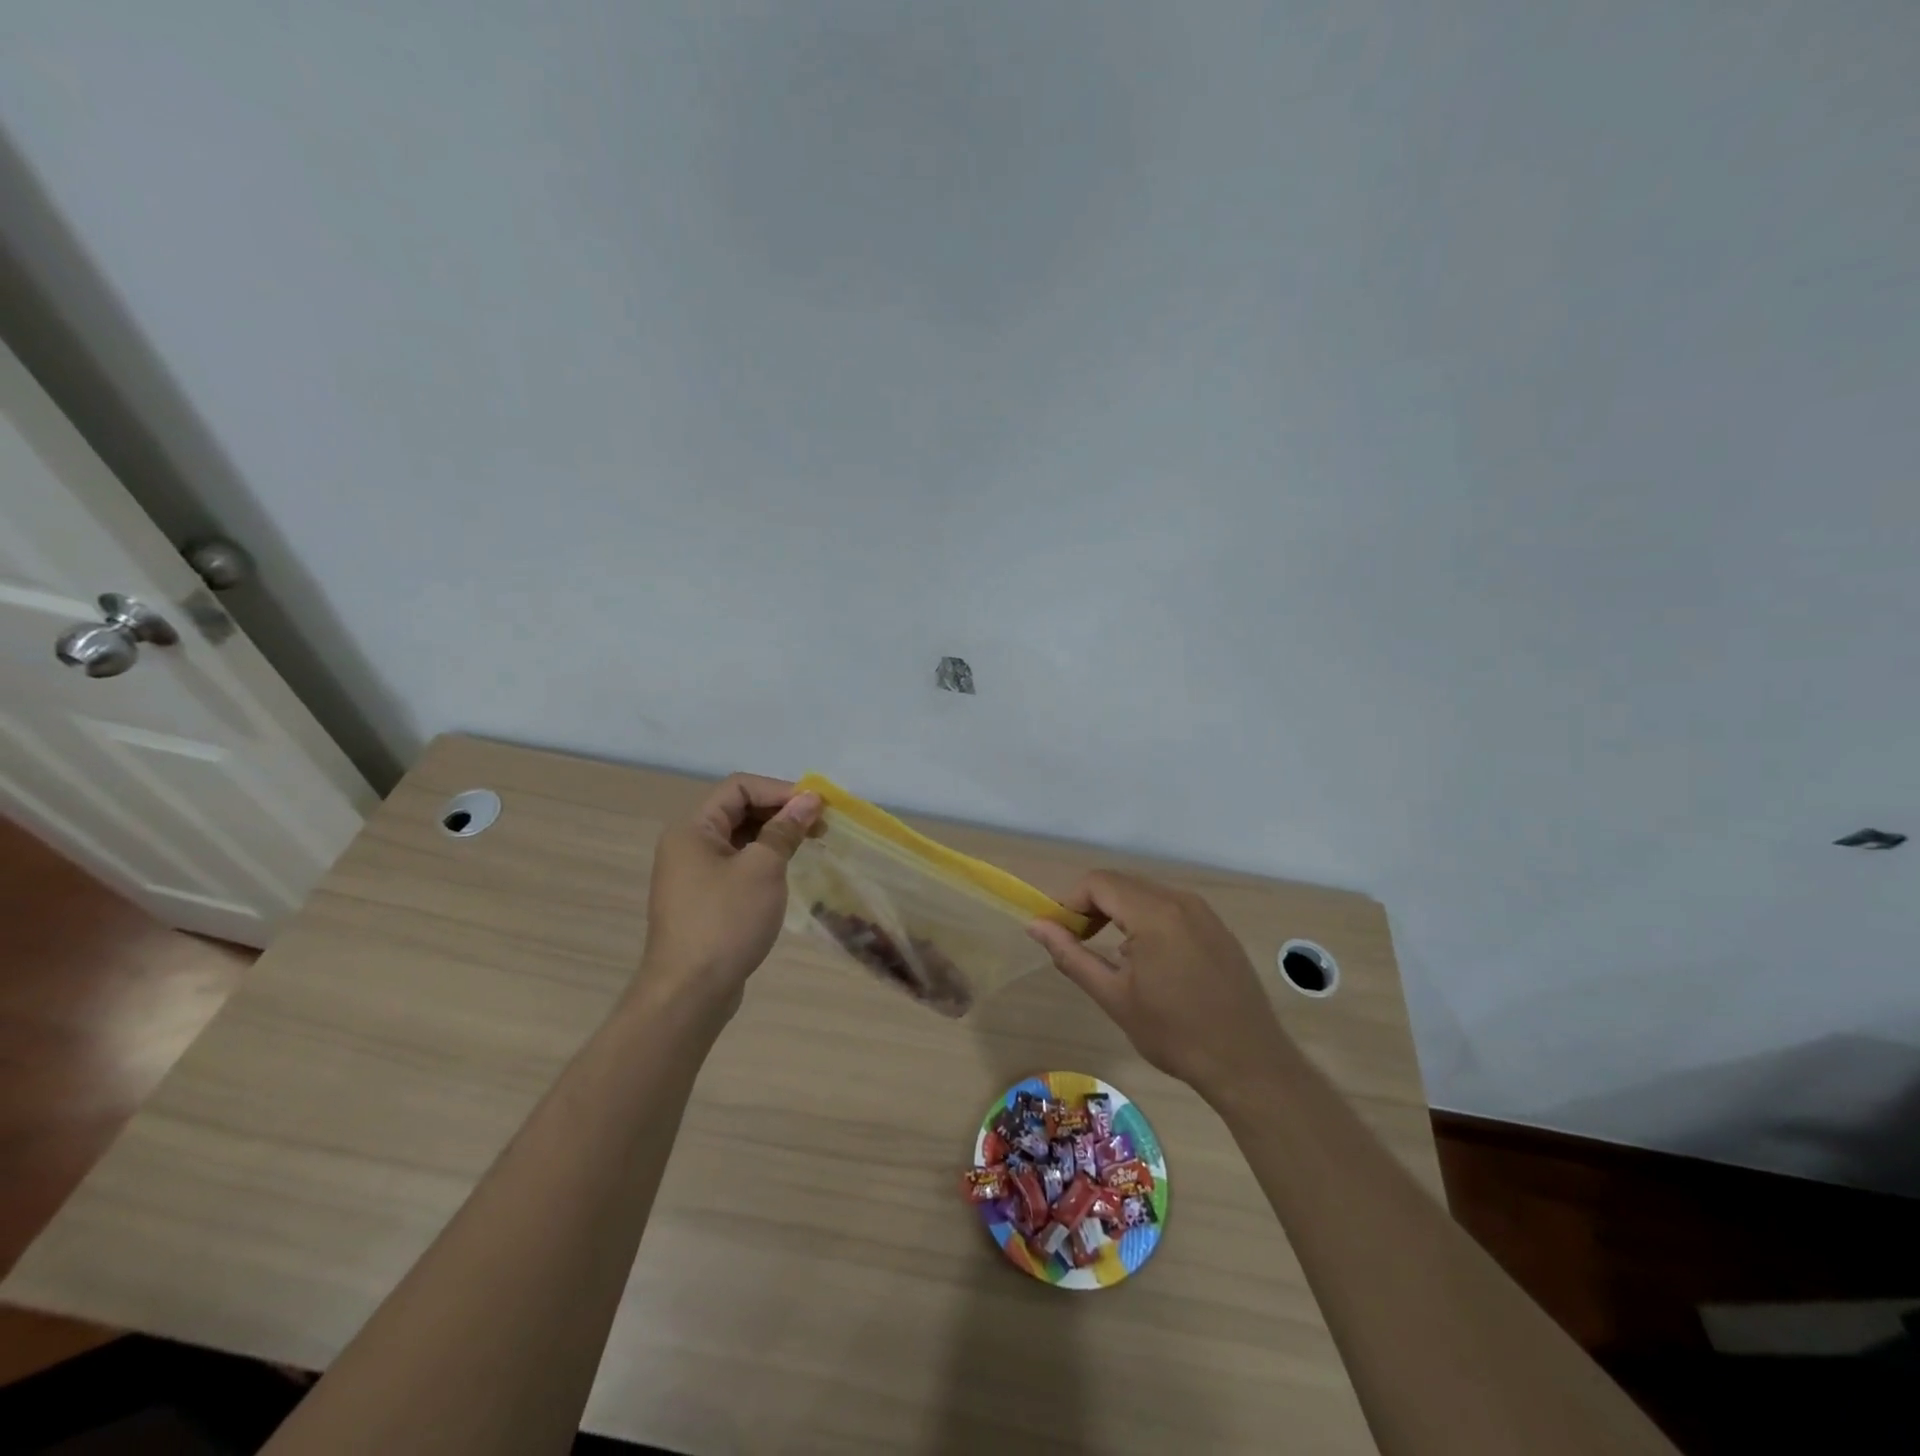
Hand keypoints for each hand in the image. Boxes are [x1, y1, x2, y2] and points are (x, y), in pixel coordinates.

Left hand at [637, 774, 820, 1013]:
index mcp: (693, 828)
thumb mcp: (762, 869)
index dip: (780, 790)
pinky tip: (787, 871)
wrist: (689, 993)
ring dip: (775, 836)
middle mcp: (688, 844)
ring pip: (740, 838)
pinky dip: (763, 860)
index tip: (817, 806)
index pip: (739, 787)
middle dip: (781, 812)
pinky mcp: (704, 899)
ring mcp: (693, 873)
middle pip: (738, 810)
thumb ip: (785, 830)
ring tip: (811, 845)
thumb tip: (809, 799)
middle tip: (821, 826)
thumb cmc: (725, 922)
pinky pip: (737, 864)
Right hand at [1028, 871, 1288, 1101]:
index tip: (1059, 933)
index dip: (1070, 902)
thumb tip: (1036, 926)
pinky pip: (1169, 907)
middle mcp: (1180, 900)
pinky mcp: (1216, 926)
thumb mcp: (1114, 997)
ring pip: (1145, 893)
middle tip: (1077, 943)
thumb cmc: (1175, 1034)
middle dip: (1091, 906)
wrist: (1249, 1063)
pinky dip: (1145, 919)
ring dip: (1117, 912)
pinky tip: (1145, 958)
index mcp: (1154, 914)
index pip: (1098, 882)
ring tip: (1108, 953)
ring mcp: (1203, 911)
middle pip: (1121, 883)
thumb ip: (1071, 955)